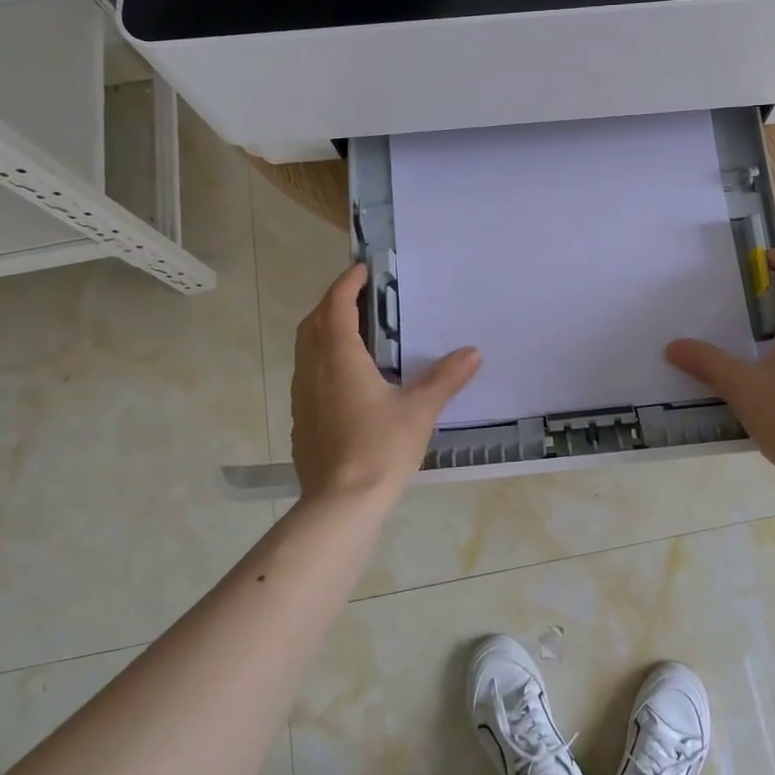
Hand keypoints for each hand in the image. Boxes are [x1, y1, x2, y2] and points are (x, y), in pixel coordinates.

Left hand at [290, 263, 481, 503]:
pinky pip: (306, 374)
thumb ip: (445, 378)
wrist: (341, 504)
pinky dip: (321, 359)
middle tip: (359, 297)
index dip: (347, 284)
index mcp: (340, 359)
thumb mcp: (420, 410)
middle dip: (333, 303)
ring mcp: (302, 396)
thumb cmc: (381, 448)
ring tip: (353, 331)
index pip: (336, 307)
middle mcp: (313, 370)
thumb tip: (473, 352)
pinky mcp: (300, 419)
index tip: (362, 270)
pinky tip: (345, 377)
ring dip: (323, 330)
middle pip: (313, 323)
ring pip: (306, 349)